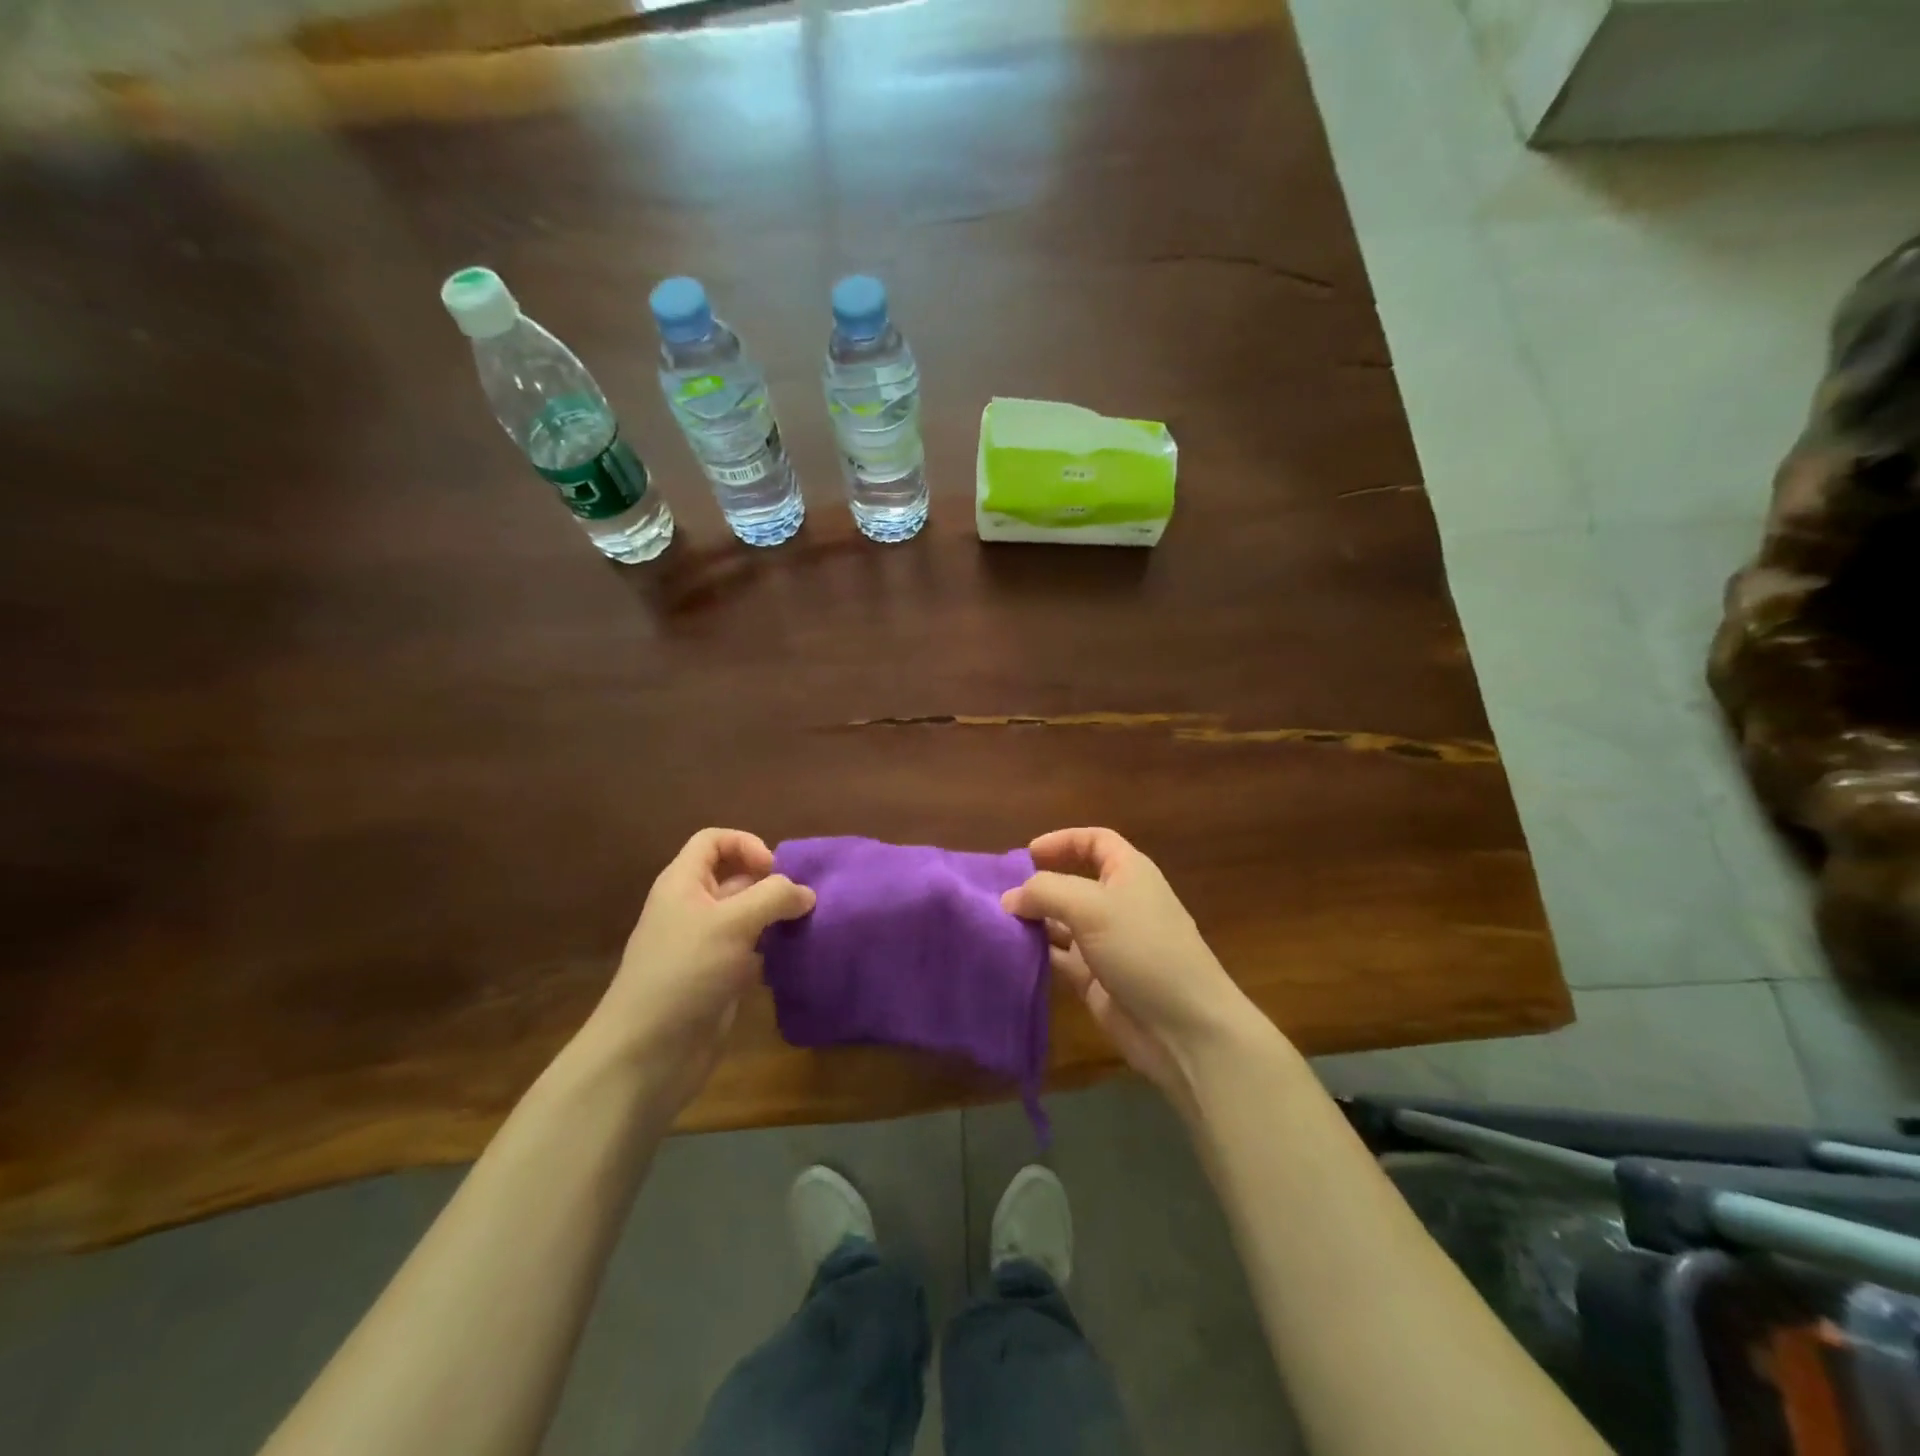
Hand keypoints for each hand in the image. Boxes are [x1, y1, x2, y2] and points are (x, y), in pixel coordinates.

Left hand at [586, 829, 813, 1109]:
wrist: (647, 1054)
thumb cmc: (685, 973)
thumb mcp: (733, 922)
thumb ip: (774, 897)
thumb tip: (806, 893)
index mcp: (684, 883)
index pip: (714, 841)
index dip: (746, 844)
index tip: (775, 871)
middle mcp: (693, 908)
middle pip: (736, 878)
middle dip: (772, 884)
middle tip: (804, 903)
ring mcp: (706, 946)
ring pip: (749, 917)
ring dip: (777, 919)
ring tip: (809, 927)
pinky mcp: (719, 979)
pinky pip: (752, 952)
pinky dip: (774, 951)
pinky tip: (796, 960)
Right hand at [1002, 828, 1257, 1109]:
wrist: (1183, 1027)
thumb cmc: (1143, 948)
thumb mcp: (1091, 907)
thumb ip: (1045, 892)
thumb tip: (1009, 898)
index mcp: (1128, 873)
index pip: (1095, 842)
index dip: (1063, 841)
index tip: (1026, 853)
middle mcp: (1117, 903)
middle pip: (1072, 882)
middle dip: (1038, 884)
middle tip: (997, 892)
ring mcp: (1106, 943)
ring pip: (1061, 922)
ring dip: (1032, 920)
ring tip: (993, 922)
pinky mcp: (1094, 979)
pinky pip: (1058, 958)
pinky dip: (1035, 953)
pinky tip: (1008, 953)